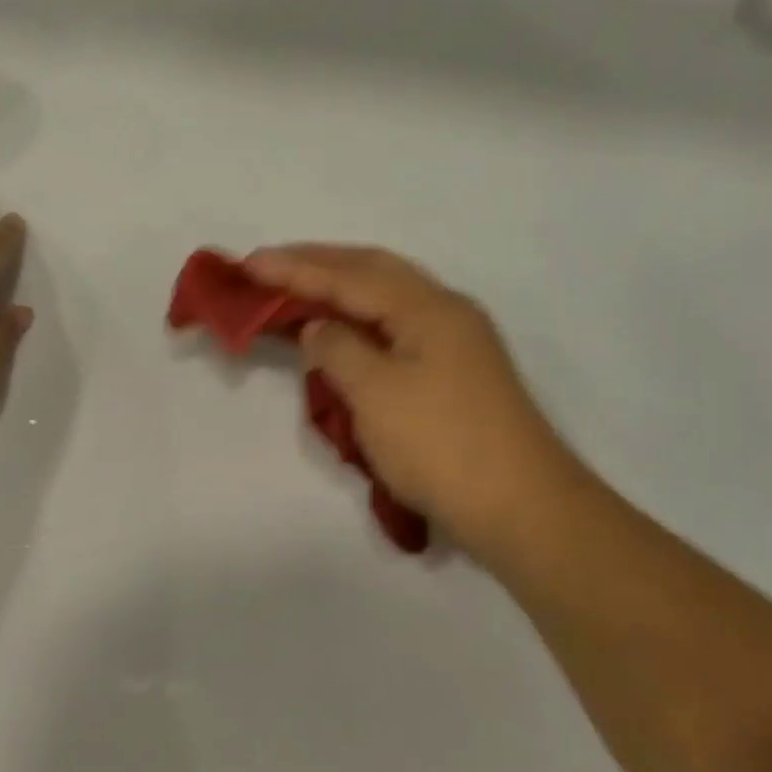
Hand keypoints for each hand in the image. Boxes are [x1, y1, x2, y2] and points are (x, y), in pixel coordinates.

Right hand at [245, 244, 577, 564]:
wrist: (523, 509)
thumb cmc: (442, 445)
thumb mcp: (376, 393)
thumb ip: (338, 350)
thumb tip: (319, 329)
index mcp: (427, 307)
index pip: (349, 276)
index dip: (295, 268)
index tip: (248, 263)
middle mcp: (445, 311)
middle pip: (372, 272)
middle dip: (318, 265)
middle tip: (269, 266)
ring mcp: (456, 342)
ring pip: (387, 299)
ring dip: (340, 290)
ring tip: (297, 292)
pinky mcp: (456, 374)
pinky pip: (396, 329)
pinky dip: (361, 324)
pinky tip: (342, 333)